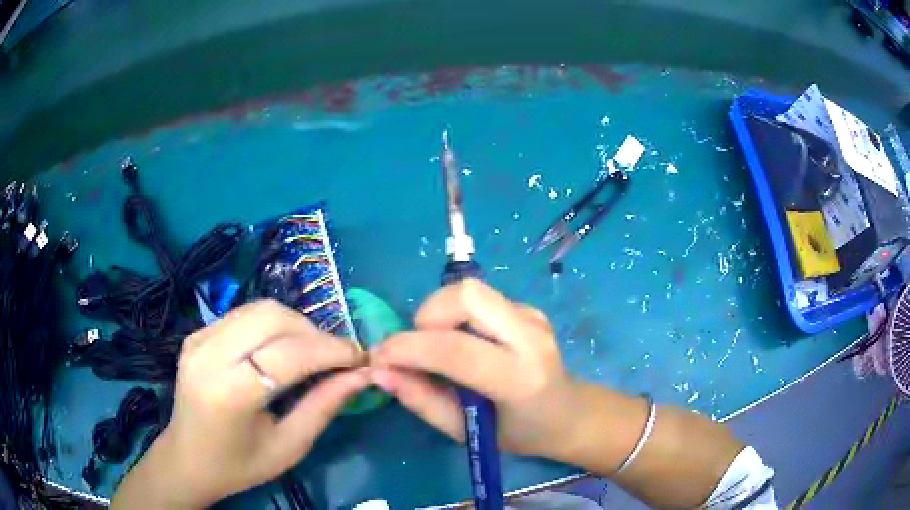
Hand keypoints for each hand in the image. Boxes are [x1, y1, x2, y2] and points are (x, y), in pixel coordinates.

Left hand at [112, 300, 368, 508]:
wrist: (186, 458)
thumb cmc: (239, 465)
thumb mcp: (288, 447)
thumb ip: (323, 408)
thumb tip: (361, 376)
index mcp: (229, 392)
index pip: (288, 354)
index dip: (330, 350)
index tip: (360, 358)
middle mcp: (208, 355)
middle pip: (272, 317)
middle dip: (314, 331)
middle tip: (337, 356)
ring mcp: (198, 338)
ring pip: (259, 308)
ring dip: (295, 324)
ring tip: (313, 351)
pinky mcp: (196, 333)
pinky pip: (244, 314)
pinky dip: (273, 325)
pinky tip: (282, 349)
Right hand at [369, 279, 588, 460]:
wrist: (568, 413)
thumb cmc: (517, 433)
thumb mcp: (464, 432)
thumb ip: (421, 401)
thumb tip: (380, 372)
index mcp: (519, 378)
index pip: (457, 349)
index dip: (409, 348)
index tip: (380, 357)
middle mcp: (530, 337)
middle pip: (466, 295)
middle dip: (427, 316)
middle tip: (418, 348)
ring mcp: (532, 316)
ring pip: (470, 290)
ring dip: (439, 314)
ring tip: (438, 347)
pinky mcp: (528, 308)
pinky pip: (480, 299)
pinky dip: (456, 315)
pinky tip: (464, 343)